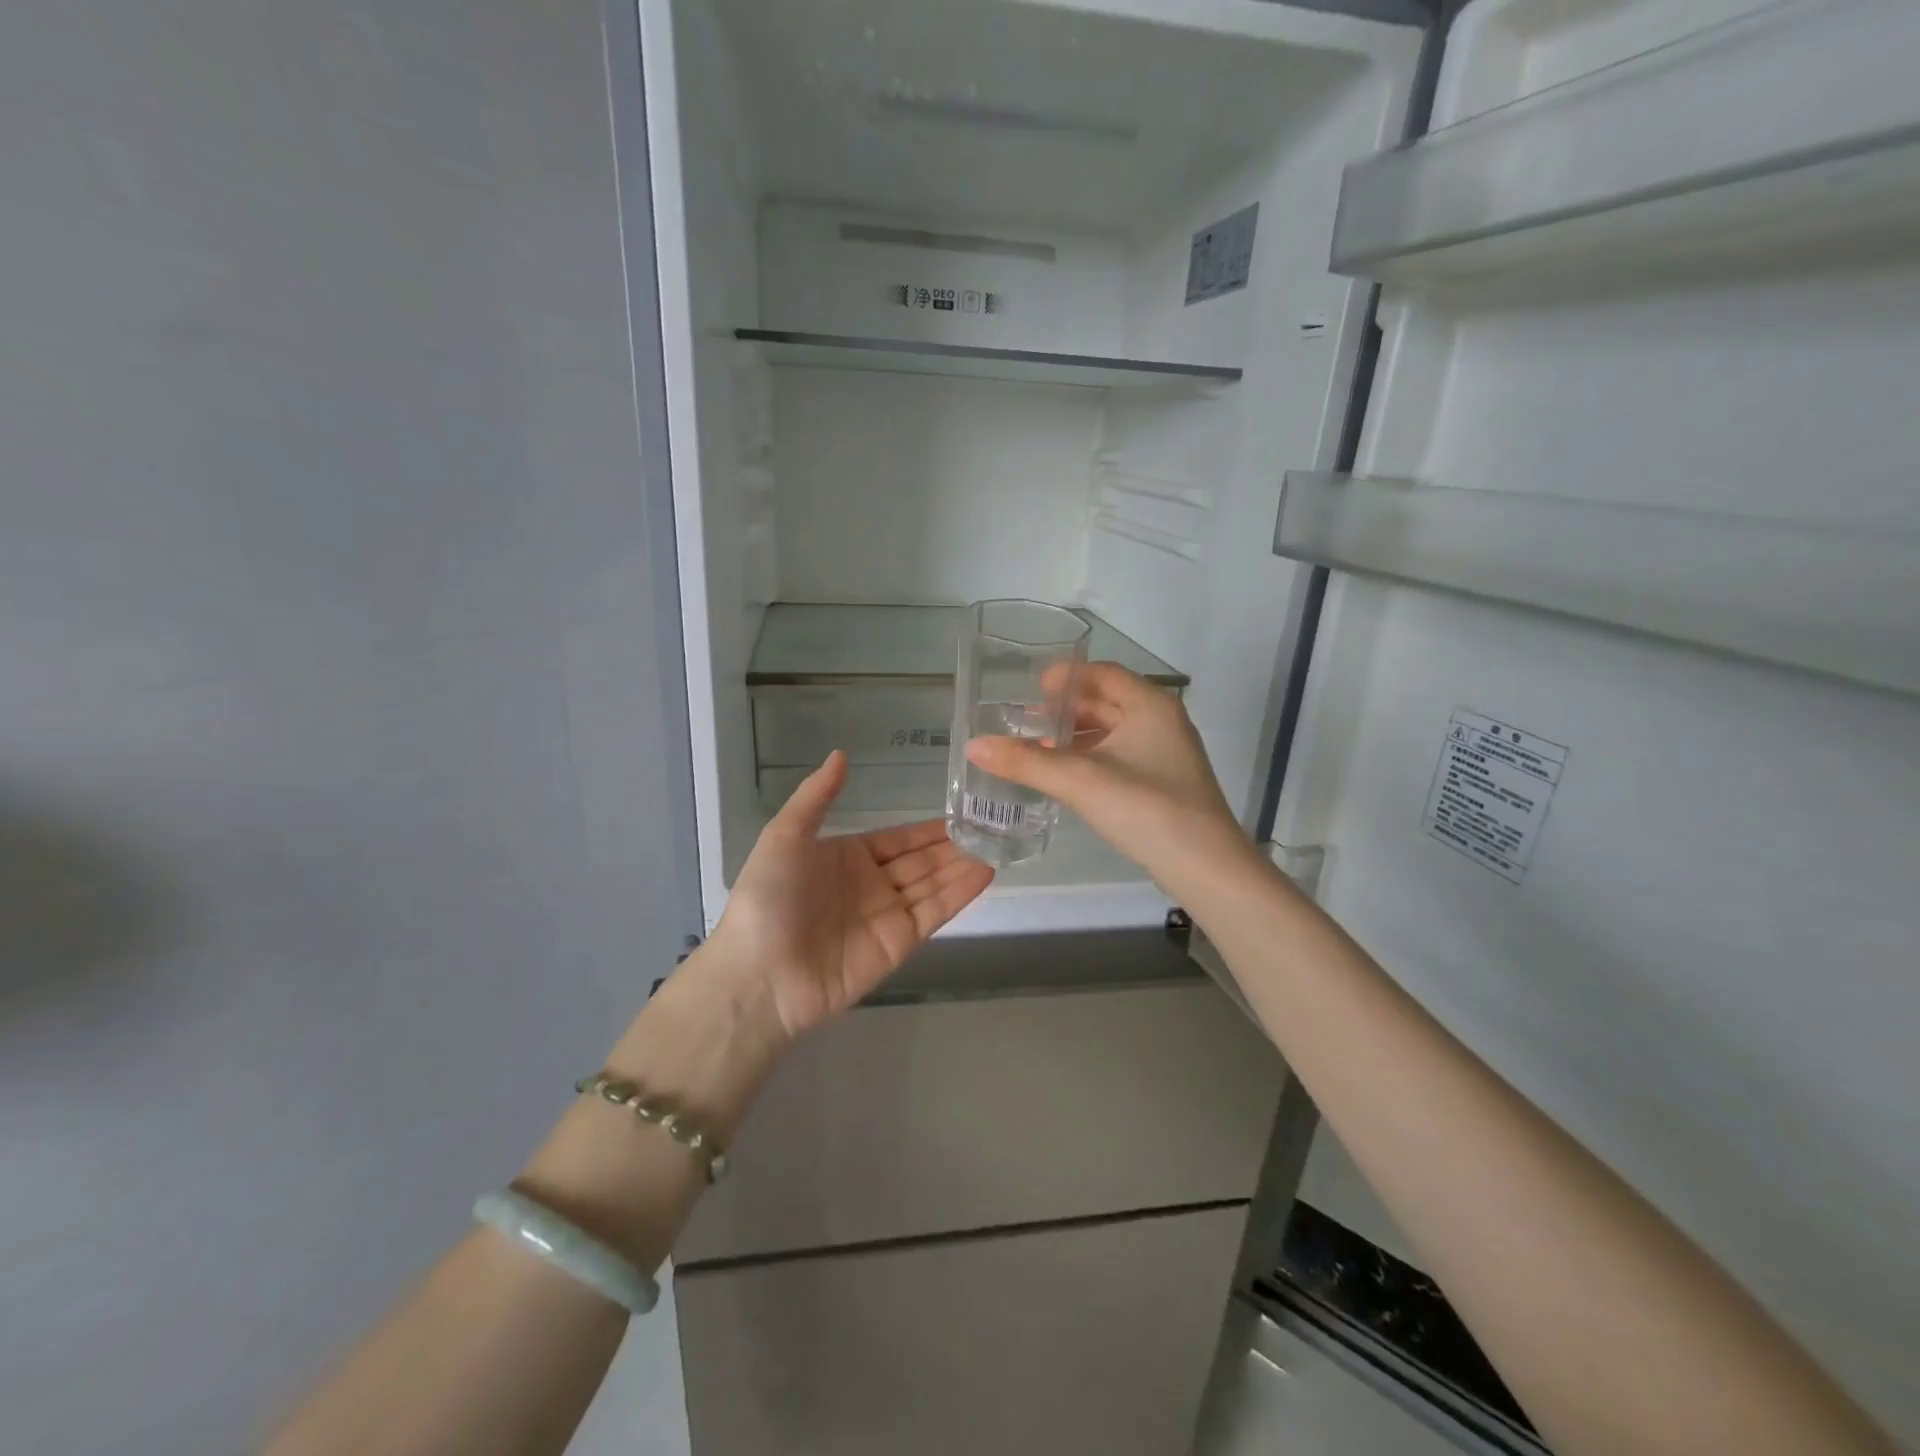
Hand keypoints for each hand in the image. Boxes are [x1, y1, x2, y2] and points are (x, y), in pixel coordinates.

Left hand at [706, 751, 994, 1040]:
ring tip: (998, 844)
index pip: (897, 839)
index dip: (928, 829)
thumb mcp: (785, 836)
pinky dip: (960, 893)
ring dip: (963, 865)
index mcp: (846, 857)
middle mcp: (871, 884)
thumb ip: (816, 796)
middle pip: (921, 861)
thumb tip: (841, 754)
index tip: (962, 813)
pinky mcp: (899, 943)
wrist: (760, 975)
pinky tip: (985, 872)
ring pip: (933, 884)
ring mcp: (887, 915)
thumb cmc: (768, 898)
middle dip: (953, 846)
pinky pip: (934, 912)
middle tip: (992, 826)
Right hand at [963, 662, 1255, 896]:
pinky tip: (1064, 777)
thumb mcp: (1081, 781)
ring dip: (1076, 738)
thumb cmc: (1147, 810)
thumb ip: (1027, 762)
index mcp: (1150, 706)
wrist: (1206, 868)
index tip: (1030, 688)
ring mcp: (1164, 755)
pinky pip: (1118, 758)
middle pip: (1107, 702)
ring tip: (1035, 747)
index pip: (1103, 673)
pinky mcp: (1162, 785)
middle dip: (1065, 710)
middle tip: (1024, 719)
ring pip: (1112, 733)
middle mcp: (1161, 722)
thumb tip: (974, 745)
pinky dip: (1089, 760)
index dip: (1066, 676)